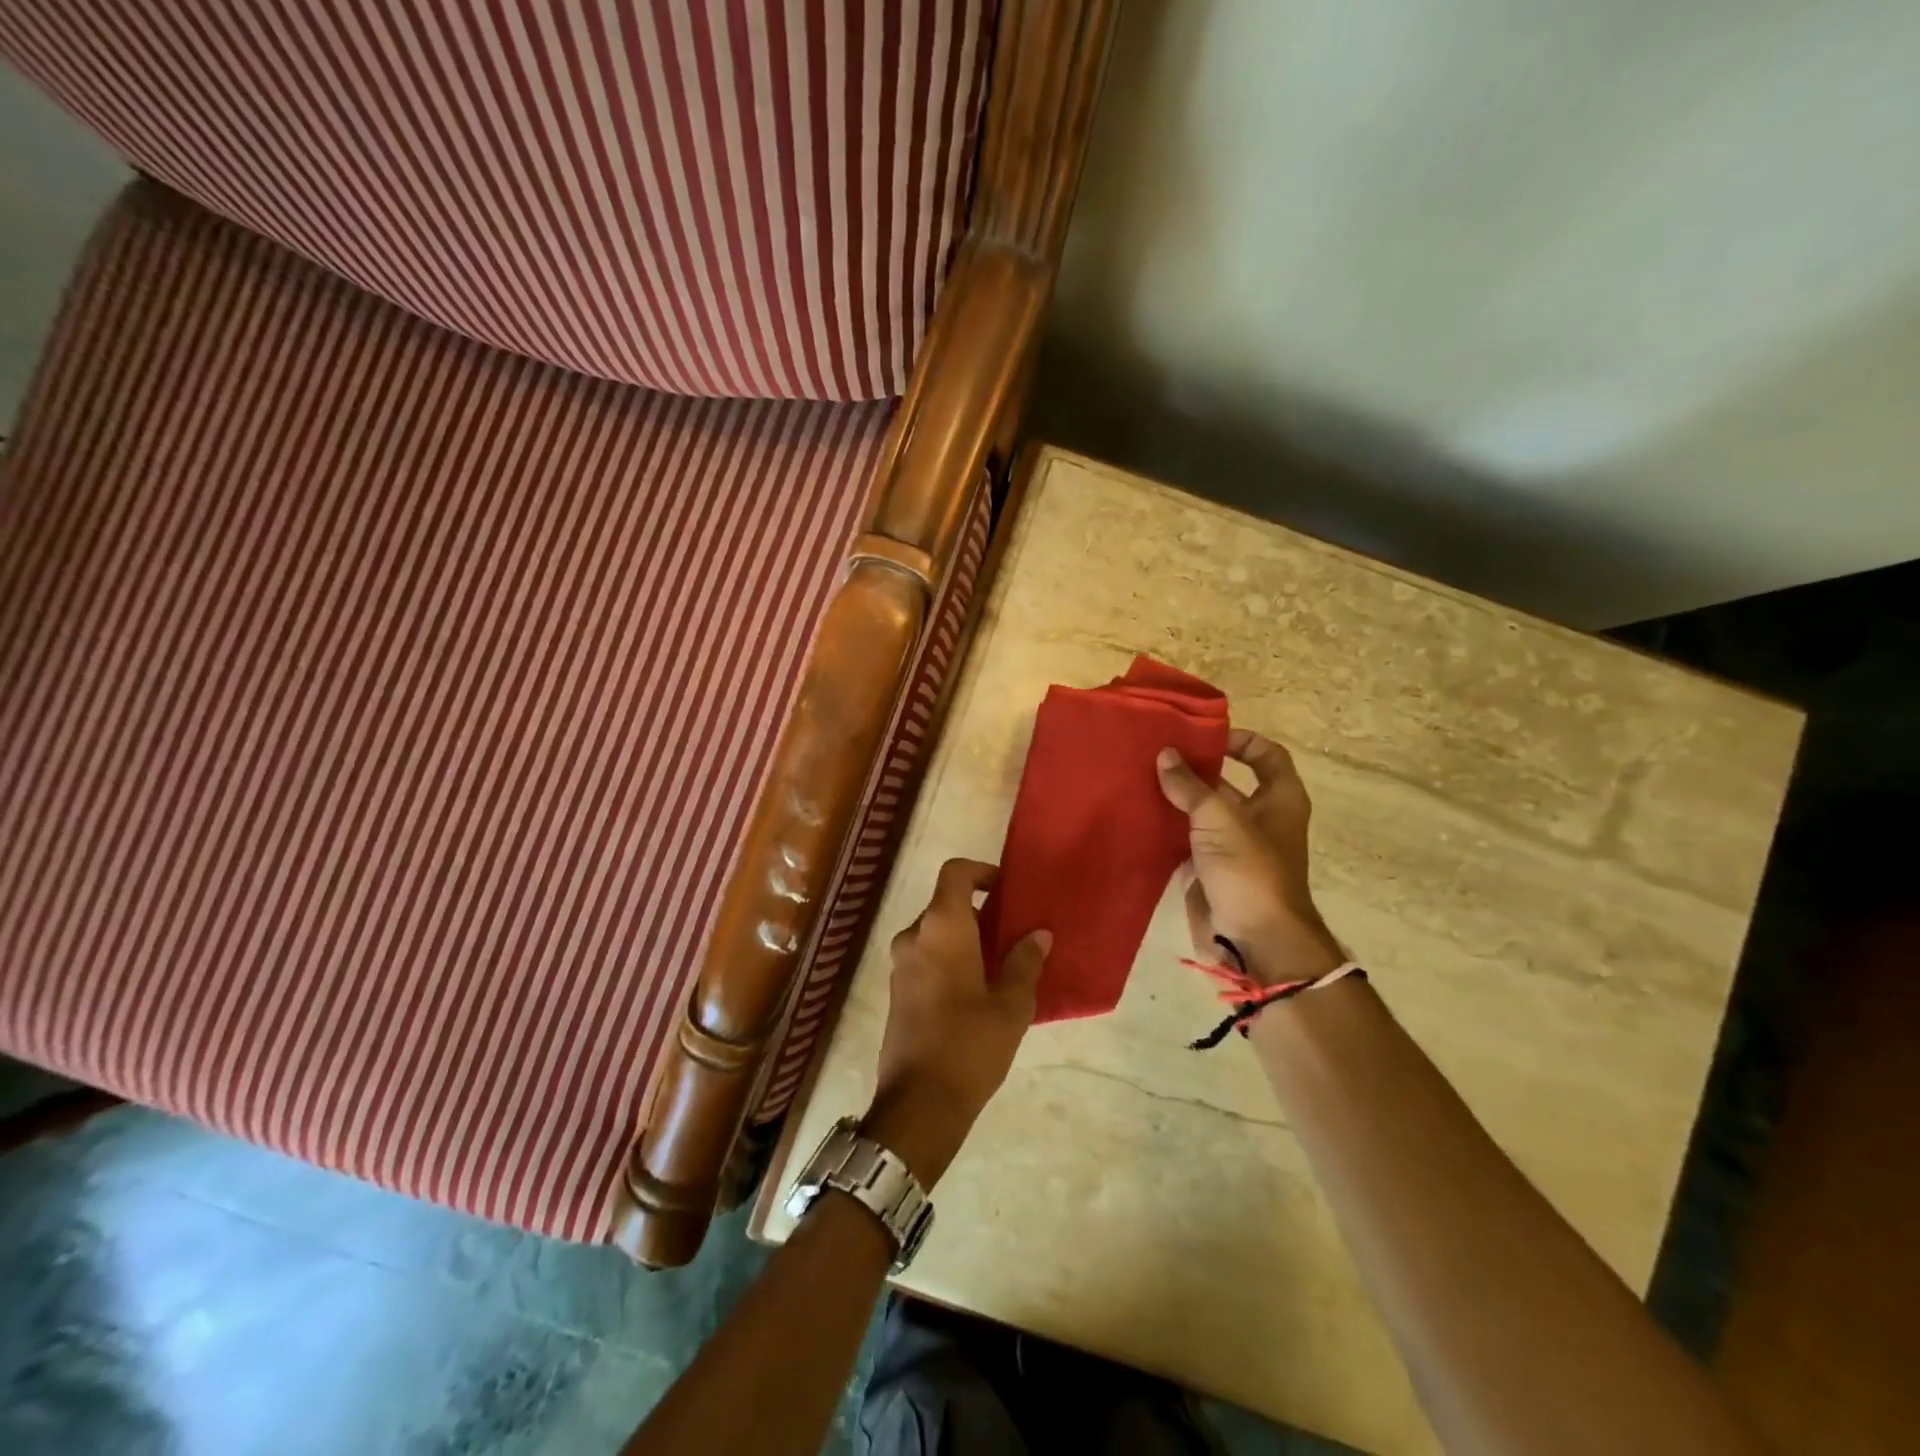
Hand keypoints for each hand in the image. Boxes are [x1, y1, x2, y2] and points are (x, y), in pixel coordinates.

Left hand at [864, 858, 1051, 1186]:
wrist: (919, 1104)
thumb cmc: (970, 1045)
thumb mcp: (1011, 1005)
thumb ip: (1025, 963)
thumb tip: (1039, 935)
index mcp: (942, 927)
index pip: (955, 873)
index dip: (982, 871)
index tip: (1007, 890)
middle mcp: (914, 936)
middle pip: (946, 903)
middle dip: (979, 912)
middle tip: (1012, 934)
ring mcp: (900, 964)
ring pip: (936, 932)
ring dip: (965, 937)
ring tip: (999, 964)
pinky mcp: (897, 990)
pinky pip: (926, 956)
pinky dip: (949, 957)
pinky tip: (976, 989)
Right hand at [1156, 729, 1344, 986]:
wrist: (1254, 940)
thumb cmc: (1249, 870)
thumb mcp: (1219, 818)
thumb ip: (1190, 785)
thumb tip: (1165, 755)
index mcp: (1279, 800)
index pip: (1265, 755)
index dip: (1239, 740)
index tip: (1201, 735)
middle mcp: (1259, 819)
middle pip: (1227, 782)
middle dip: (1194, 768)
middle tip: (1154, 753)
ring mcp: (1233, 846)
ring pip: (1201, 813)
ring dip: (1175, 799)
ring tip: (1138, 778)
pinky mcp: (1210, 870)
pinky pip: (1186, 840)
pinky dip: (1166, 828)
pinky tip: (1137, 815)